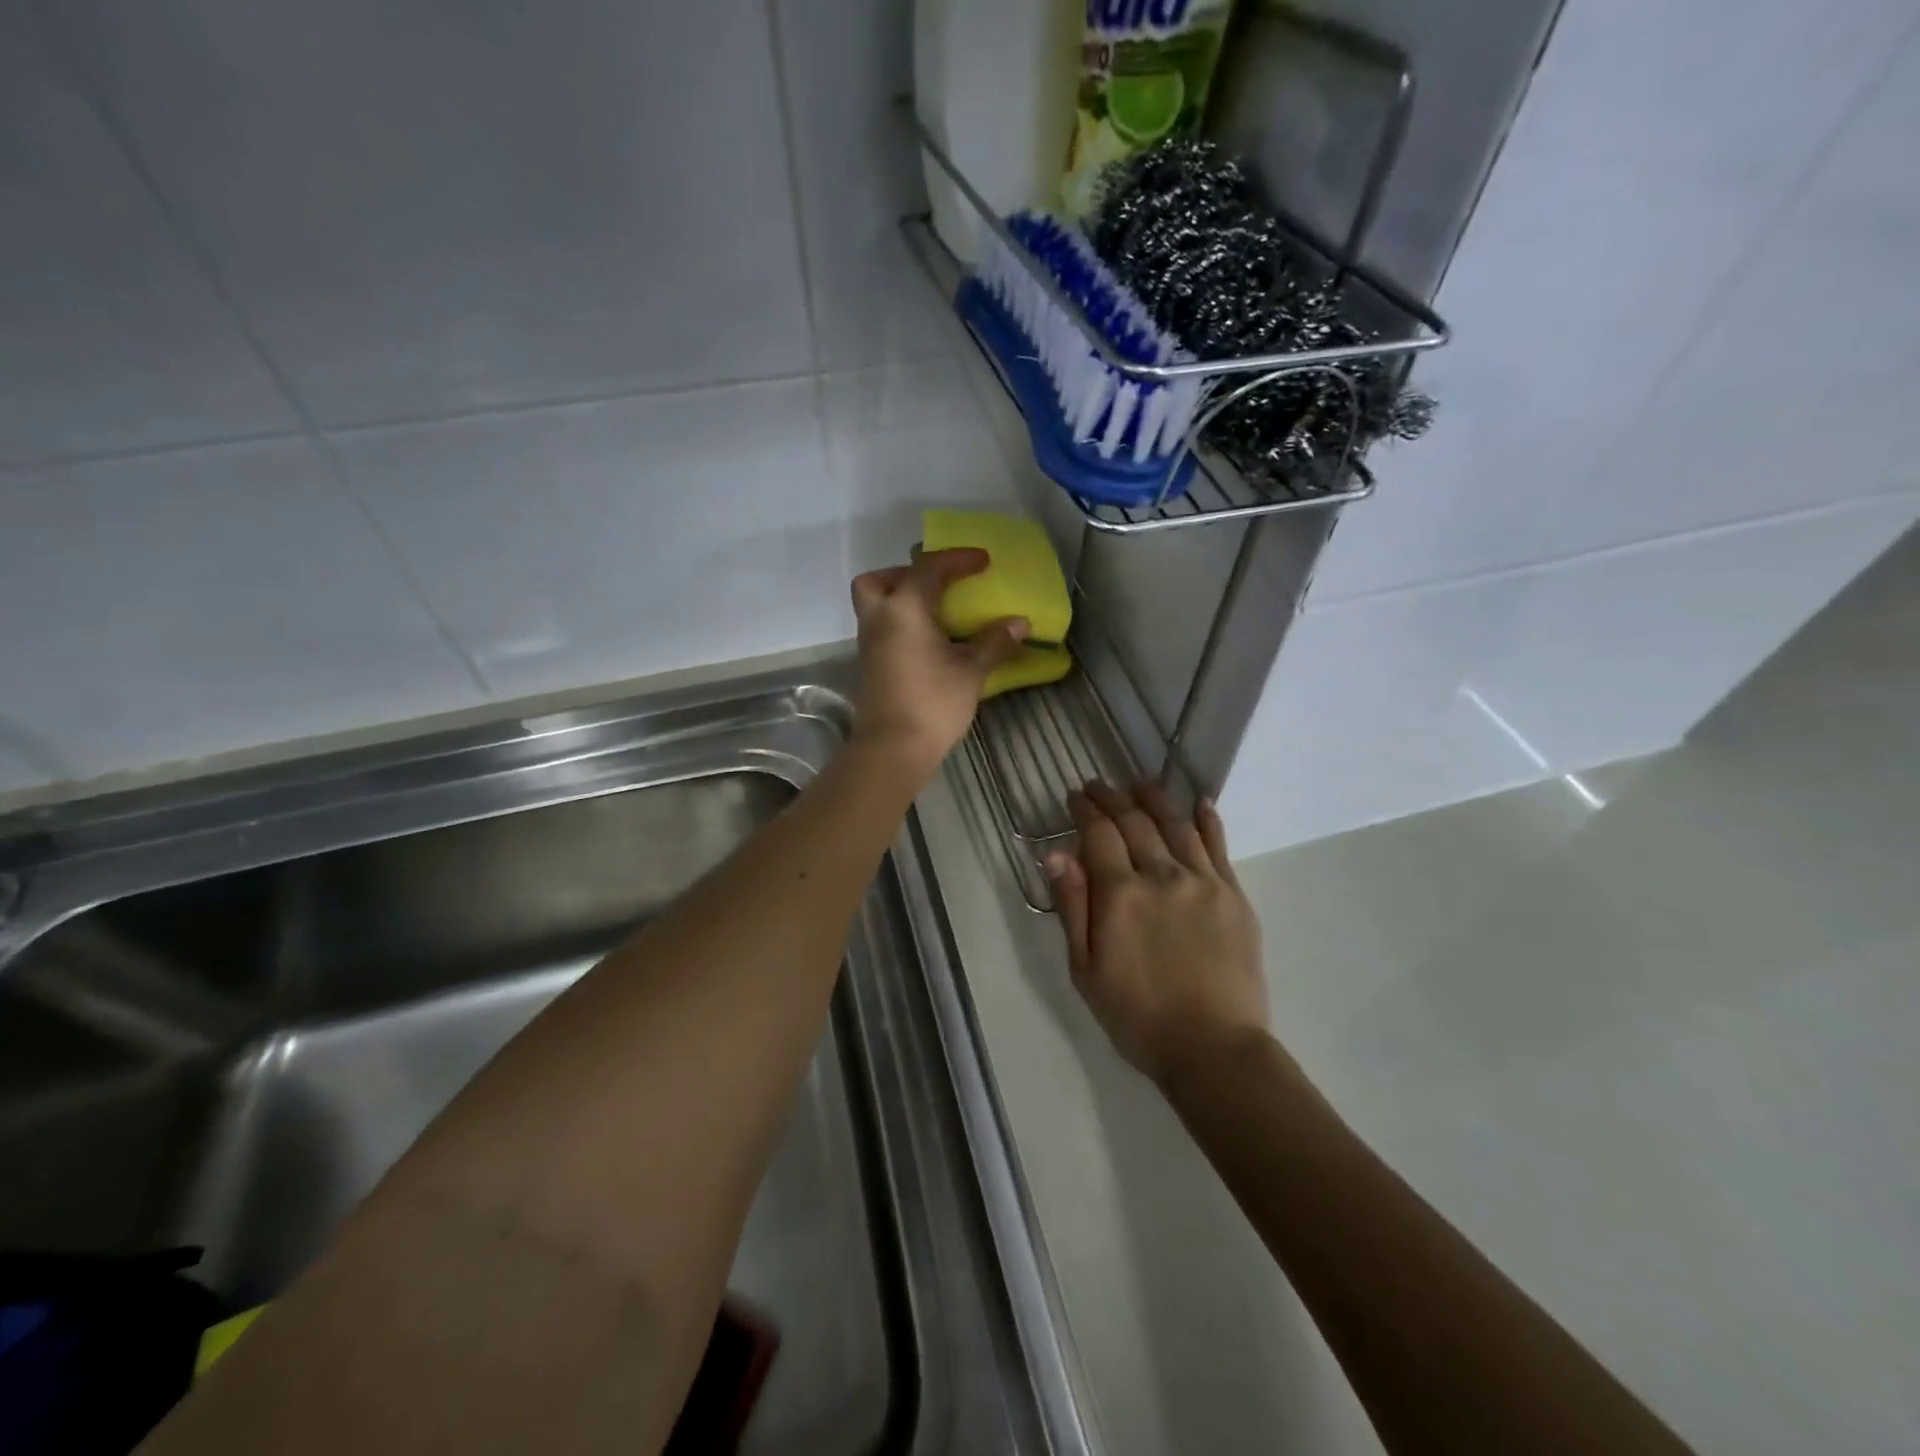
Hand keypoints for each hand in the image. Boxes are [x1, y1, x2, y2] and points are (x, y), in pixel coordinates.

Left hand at [850, 549, 1028, 778]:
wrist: (892, 749)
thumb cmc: (933, 703)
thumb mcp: (971, 671)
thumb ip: (994, 642)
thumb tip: (1020, 623)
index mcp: (904, 609)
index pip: (929, 568)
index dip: (958, 560)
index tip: (984, 561)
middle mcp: (879, 619)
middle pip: (878, 581)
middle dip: (906, 574)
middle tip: (937, 586)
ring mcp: (869, 644)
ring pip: (876, 605)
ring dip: (902, 600)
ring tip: (939, 614)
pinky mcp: (870, 666)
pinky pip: (882, 629)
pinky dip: (902, 624)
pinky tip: (930, 642)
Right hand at [1048, 781, 1267, 1085]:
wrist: (1214, 1049)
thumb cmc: (1138, 1016)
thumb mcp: (1085, 970)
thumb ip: (1072, 907)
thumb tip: (1057, 853)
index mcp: (1120, 894)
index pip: (1099, 834)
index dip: (1085, 810)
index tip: (1075, 796)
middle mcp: (1161, 875)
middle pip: (1135, 822)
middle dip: (1113, 798)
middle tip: (1099, 785)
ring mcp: (1203, 881)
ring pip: (1176, 824)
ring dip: (1155, 798)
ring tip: (1141, 783)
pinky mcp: (1233, 895)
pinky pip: (1218, 846)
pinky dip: (1207, 819)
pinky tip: (1200, 803)